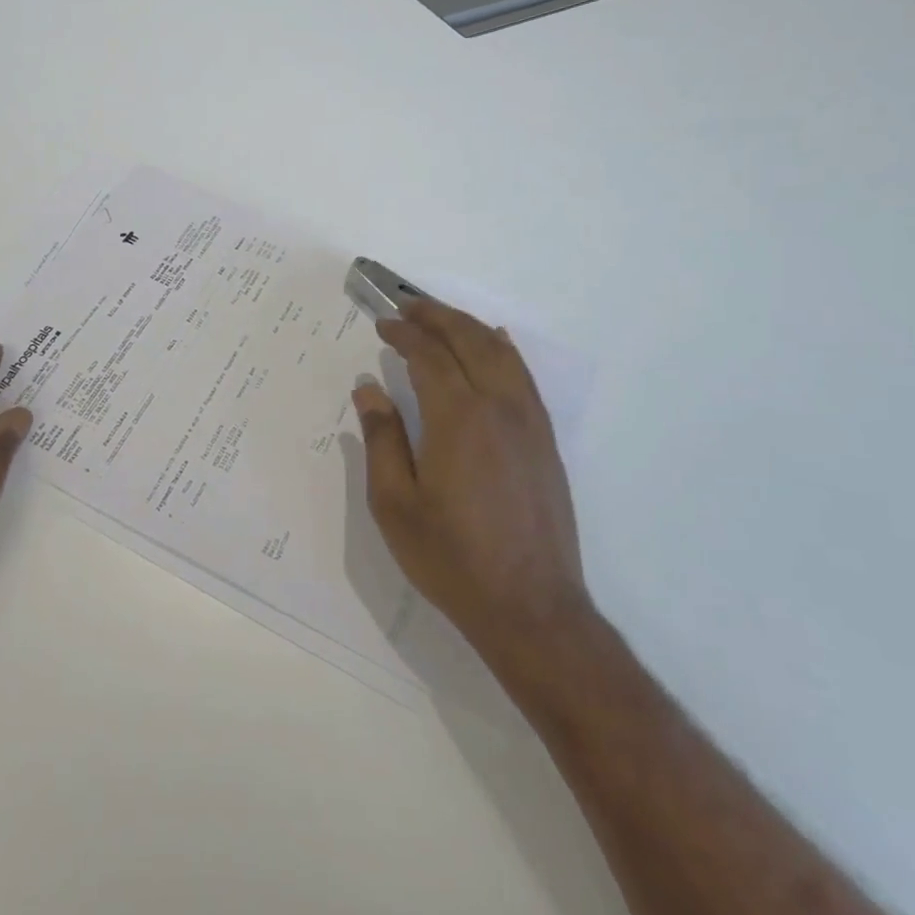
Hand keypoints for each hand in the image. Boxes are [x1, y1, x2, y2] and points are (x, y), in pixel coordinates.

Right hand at [352, 298, 590, 651]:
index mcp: (458, 418)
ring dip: (469, 327)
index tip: (383, 324)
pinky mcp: (546, 441)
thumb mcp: (395, 503)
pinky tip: (495, 344)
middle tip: (407, 307)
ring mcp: (530, 422)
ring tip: (441, 318)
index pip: (429, 356)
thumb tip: (368, 389)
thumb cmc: (451, 558)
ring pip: (501, 353)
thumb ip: (381, 439)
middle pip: (469, 341)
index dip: (404, 335)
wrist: (531, 607)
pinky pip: (524, 376)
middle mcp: (499, 407)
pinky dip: (504, 350)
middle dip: (436, 317)